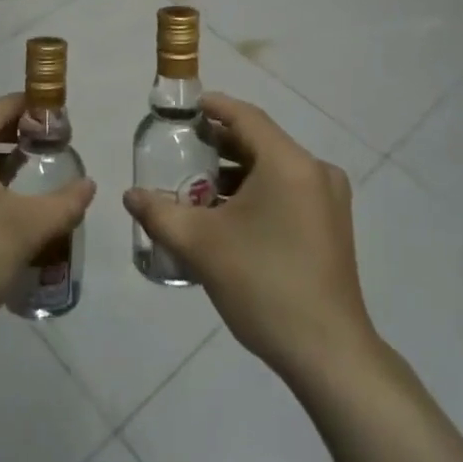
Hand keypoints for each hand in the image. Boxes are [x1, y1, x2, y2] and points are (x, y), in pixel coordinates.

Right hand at [125, 93, 374, 380]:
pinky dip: (256, 193)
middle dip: (219, 145)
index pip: (246, 117)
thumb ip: (160, 214)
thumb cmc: (264, 285)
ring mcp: (329, 200)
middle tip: (182, 149)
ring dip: (235, 173)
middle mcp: (315, 172)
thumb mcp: (201, 246)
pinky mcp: (331, 225)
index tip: (185, 109)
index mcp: (289, 164)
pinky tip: (227, 217)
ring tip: (196, 188)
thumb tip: (130, 195)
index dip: (214, 107)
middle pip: (260, 142)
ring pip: (273, 169)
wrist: (328, 354)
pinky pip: (288, 191)